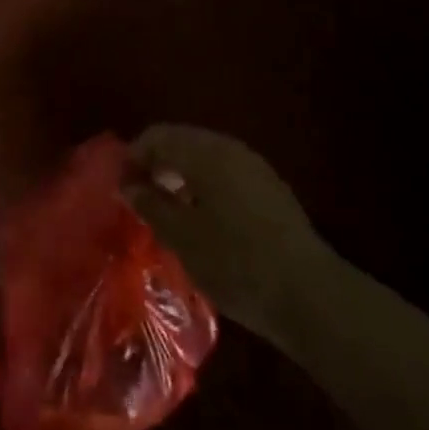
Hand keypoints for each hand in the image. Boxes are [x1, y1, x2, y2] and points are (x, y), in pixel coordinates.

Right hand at [125, 125, 330, 353]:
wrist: (308, 293)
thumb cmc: (236, 263)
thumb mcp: (182, 238)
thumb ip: (151, 204)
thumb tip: (128, 184)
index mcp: (204, 152)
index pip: (157, 136)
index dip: (133, 157)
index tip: (120, 188)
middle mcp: (228, 147)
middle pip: (181, 141)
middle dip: (157, 163)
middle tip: (140, 198)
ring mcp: (252, 164)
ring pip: (204, 156)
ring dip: (181, 174)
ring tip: (167, 210)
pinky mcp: (268, 186)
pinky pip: (224, 171)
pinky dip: (204, 184)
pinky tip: (202, 217)